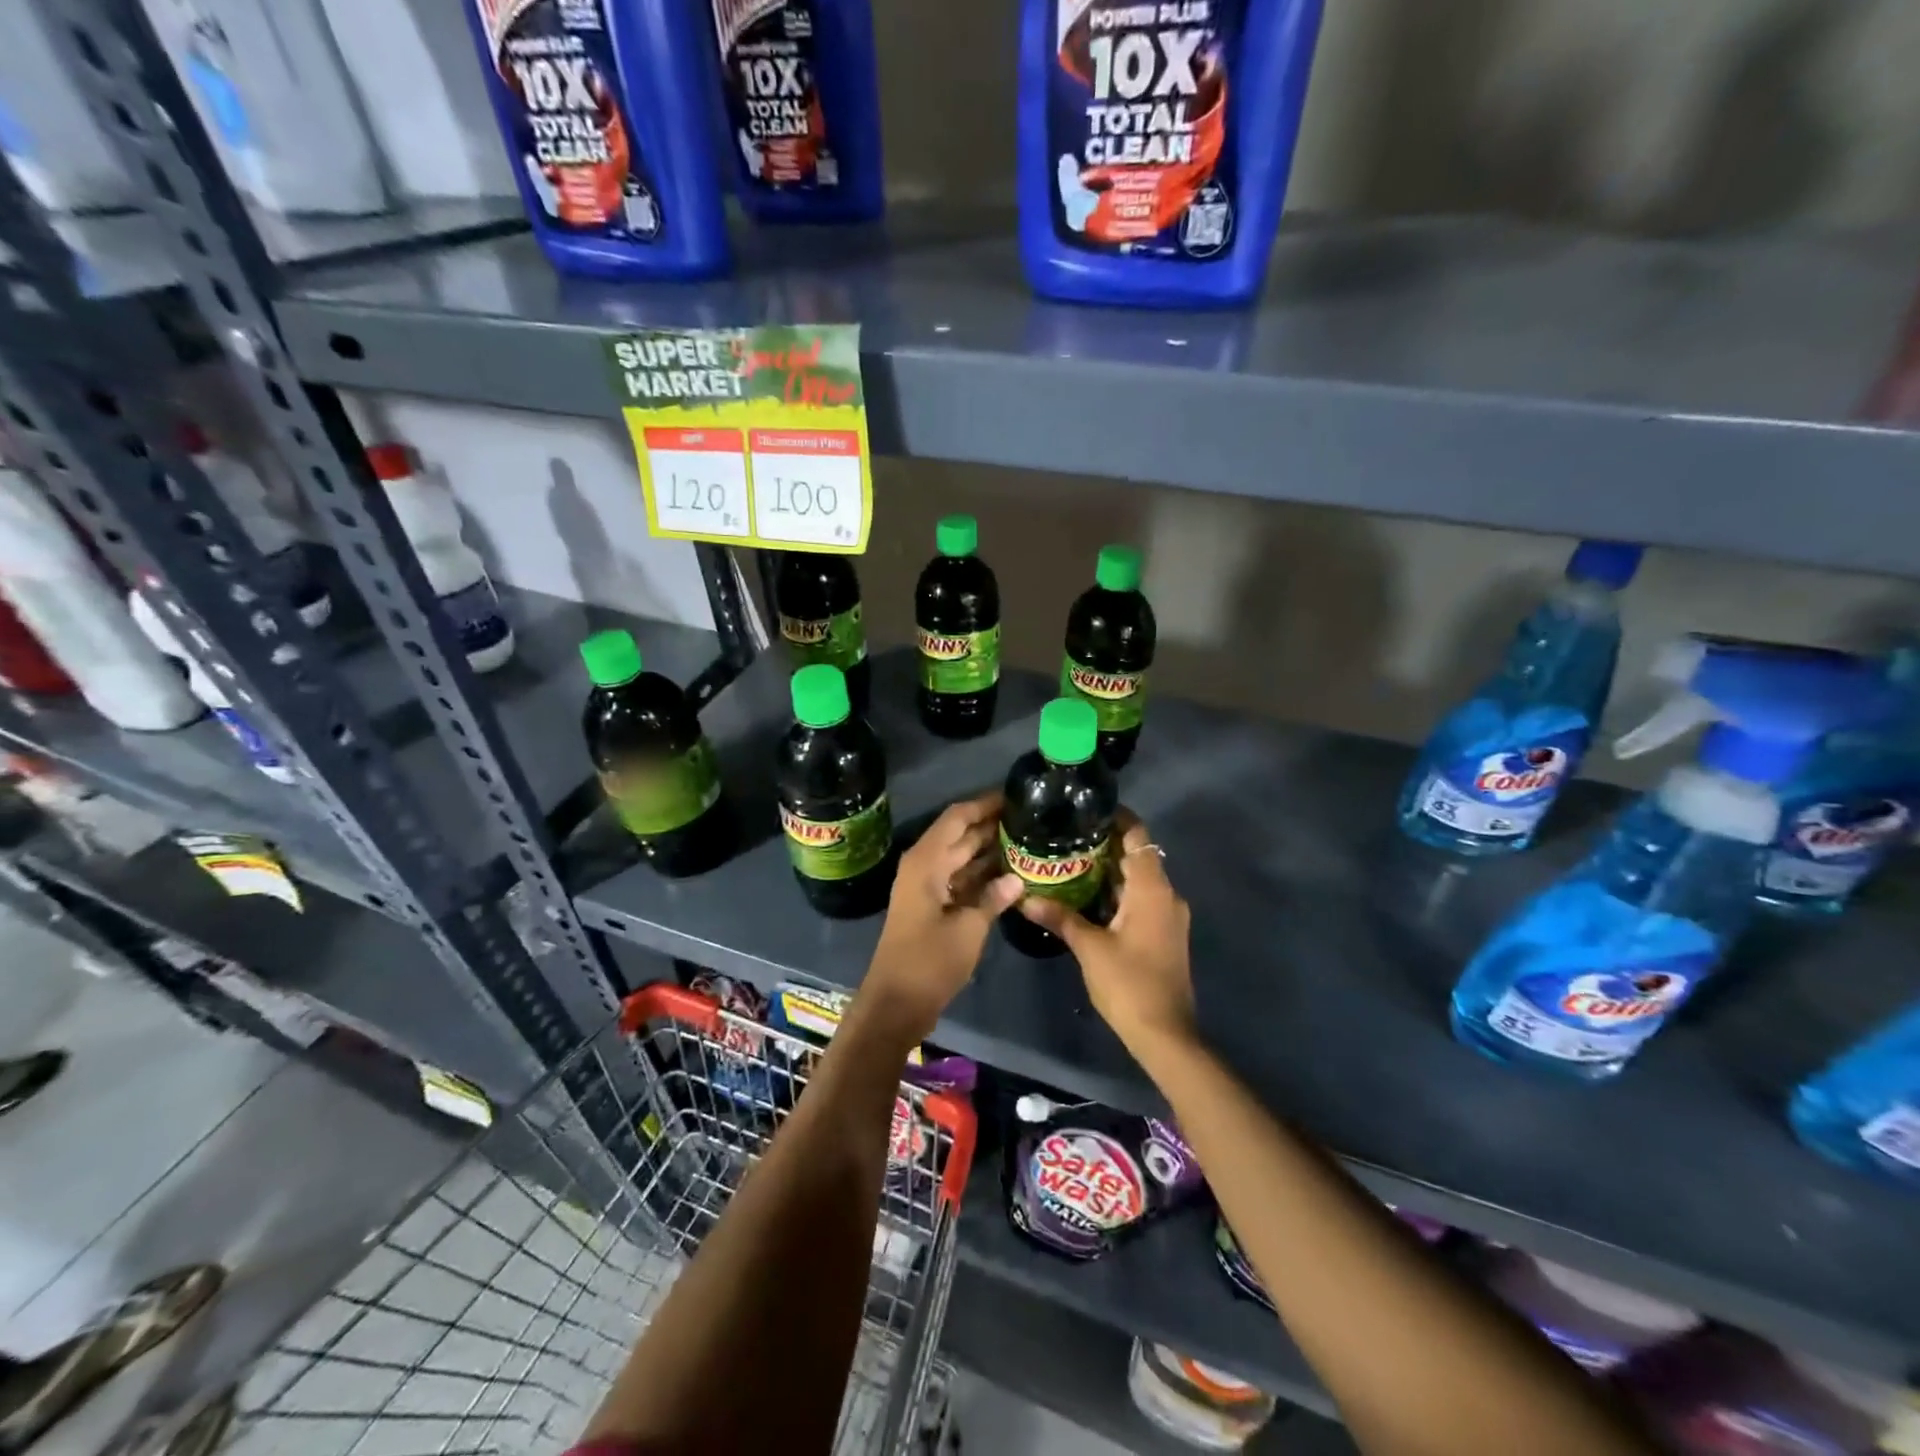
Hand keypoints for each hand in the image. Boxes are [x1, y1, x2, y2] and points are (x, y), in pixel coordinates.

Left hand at [865, 791, 1022, 1041]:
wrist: (896, 1004)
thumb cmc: (929, 962)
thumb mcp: (968, 929)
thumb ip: (993, 898)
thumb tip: (1017, 878)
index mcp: (927, 862)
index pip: (958, 817)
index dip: (985, 805)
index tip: (1016, 796)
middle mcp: (925, 866)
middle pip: (961, 835)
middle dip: (993, 826)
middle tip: (1032, 819)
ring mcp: (928, 887)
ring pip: (962, 857)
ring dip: (990, 850)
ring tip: (1028, 841)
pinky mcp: (933, 906)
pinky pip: (960, 879)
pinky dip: (982, 875)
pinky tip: (1012, 875)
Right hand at [1019, 809, 1195, 1060]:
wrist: (1166, 1034)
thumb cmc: (1129, 983)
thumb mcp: (1089, 947)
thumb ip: (1060, 916)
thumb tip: (1025, 898)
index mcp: (1152, 889)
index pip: (1138, 836)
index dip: (1117, 818)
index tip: (1086, 811)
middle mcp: (1166, 895)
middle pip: (1138, 855)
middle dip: (1105, 844)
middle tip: (1066, 837)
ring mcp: (1168, 916)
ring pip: (1138, 879)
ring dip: (1109, 870)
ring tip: (1070, 862)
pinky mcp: (1164, 934)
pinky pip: (1141, 899)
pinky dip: (1117, 892)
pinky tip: (1087, 897)